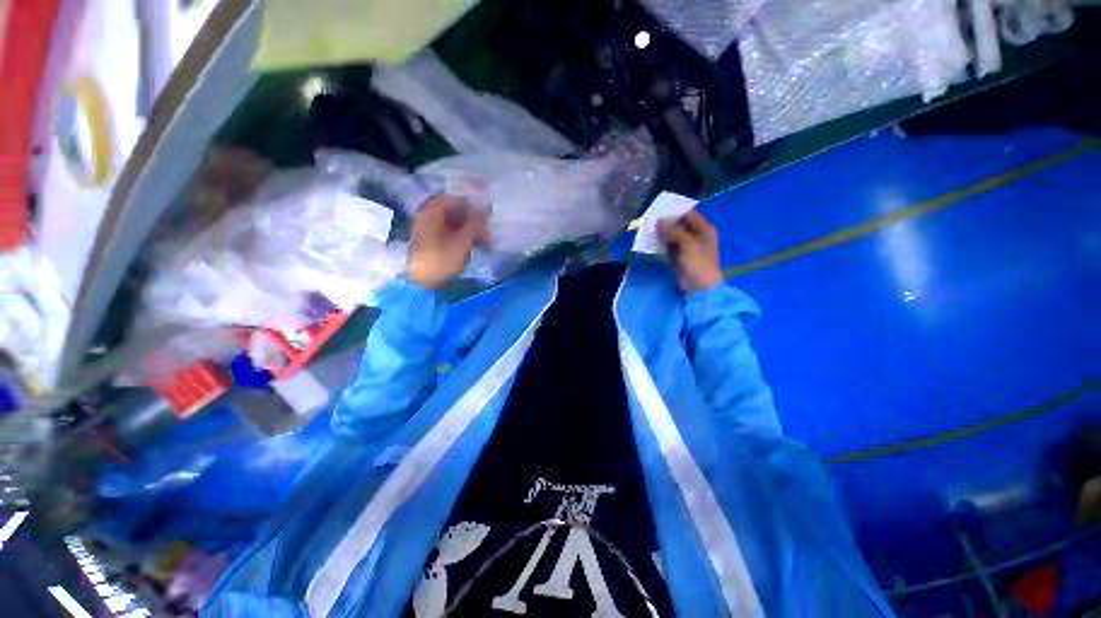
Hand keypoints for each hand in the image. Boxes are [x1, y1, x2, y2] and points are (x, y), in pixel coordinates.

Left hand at [407, 195, 489, 289]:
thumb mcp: (462, 241)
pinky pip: (450, 233)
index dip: (471, 203)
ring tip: (486, 241)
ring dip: (470, 230)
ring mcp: (428, 229)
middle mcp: (427, 216)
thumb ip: (475, 224)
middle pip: (454, 211)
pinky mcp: (431, 242)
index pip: (454, 198)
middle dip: (473, 219)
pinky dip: (462, 237)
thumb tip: (487, 209)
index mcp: (431, 211)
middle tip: (488, 230)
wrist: (421, 283)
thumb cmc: (441, 259)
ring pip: (453, 223)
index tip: (486, 212)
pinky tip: (474, 245)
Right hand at [657, 211, 723, 291]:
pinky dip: (662, 244)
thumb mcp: (688, 244)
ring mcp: (688, 247)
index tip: (659, 210)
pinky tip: (652, 242)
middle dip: (666, 223)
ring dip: (662, 234)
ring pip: (673, 236)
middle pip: (680, 225)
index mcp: (704, 229)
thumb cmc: (698, 263)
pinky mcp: (680, 257)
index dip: (675, 211)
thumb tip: (659, 221)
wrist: (700, 288)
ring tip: (648, 230)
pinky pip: (670, 247)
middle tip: (650, 220)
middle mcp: (697, 235)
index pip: (689, 214)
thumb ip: (674, 231)